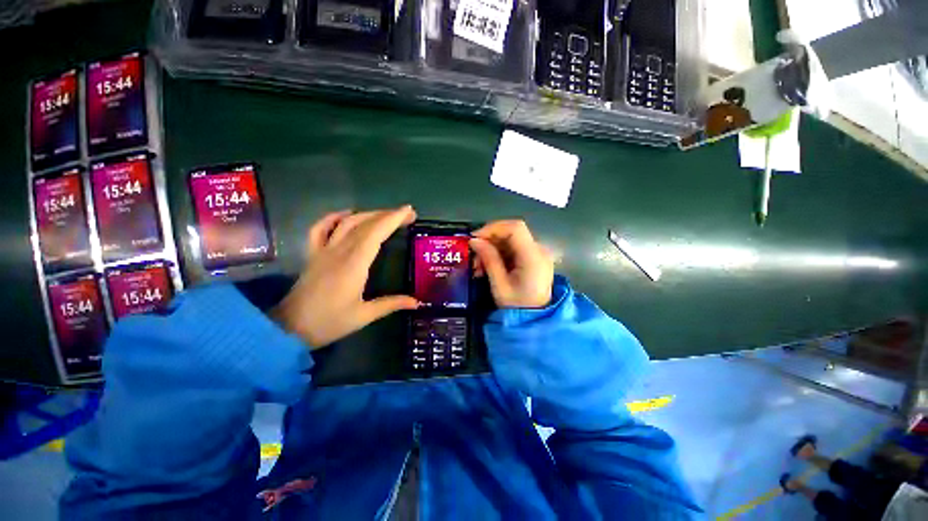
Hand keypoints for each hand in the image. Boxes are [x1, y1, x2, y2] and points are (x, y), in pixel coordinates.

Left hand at [271, 206, 419, 347]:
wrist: (288, 329)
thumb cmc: (329, 322)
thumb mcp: (364, 316)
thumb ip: (391, 304)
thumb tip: (417, 302)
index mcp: (354, 265)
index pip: (376, 234)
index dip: (393, 219)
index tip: (409, 211)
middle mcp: (339, 252)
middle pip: (365, 224)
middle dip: (388, 215)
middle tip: (407, 215)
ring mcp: (323, 251)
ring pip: (347, 223)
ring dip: (368, 214)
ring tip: (386, 215)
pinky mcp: (313, 254)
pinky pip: (321, 228)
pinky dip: (334, 217)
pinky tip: (347, 214)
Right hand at [470, 220, 553, 308]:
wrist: (534, 321)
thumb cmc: (517, 307)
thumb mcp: (500, 285)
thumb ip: (489, 259)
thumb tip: (474, 240)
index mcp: (533, 257)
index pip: (515, 228)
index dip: (493, 228)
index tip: (475, 238)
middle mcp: (539, 251)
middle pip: (511, 233)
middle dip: (489, 242)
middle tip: (473, 257)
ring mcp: (537, 254)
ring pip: (510, 241)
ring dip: (491, 249)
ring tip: (478, 267)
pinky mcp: (533, 259)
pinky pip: (513, 249)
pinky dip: (498, 255)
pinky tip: (487, 267)